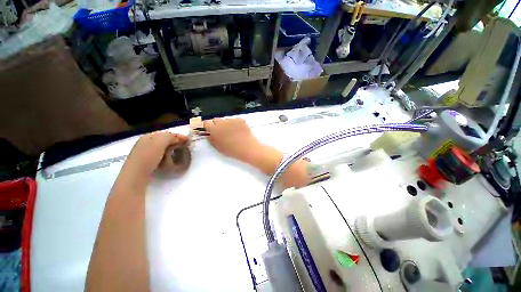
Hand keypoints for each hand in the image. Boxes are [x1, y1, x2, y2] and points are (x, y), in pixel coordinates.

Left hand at [123, 131, 188, 177]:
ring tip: (178, 153)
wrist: (136, 175)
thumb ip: (170, 137)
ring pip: (162, 148)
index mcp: (148, 136)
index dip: (178, 136)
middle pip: (164, 140)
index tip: (188, 140)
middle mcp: (146, 143)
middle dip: (175, 142)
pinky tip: (169, 160)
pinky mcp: (146, 162)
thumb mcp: (160, 142)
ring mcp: (145, 153)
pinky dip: (167, 156)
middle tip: (185, 146)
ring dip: (172, 149)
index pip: (166, 133)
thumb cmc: (148, 156)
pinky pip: (160, 156)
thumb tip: (178, 138)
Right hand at [203, 118, 260, 161]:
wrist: (247, 148)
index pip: (206, 123)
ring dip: (227, 124)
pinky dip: (236, 124)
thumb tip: (209, 135)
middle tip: (222, 132)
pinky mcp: (240, 120)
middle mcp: (222, 122)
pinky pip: (235, 120)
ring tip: (232, 133)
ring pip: (226, 120)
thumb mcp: (218, 147)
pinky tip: (239, 131)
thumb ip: (211, 139)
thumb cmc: (232, 150)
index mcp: (214, 129)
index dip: (209, 127)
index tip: (211, 131)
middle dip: (217, 125)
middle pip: (216, 120)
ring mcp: (231, 120)